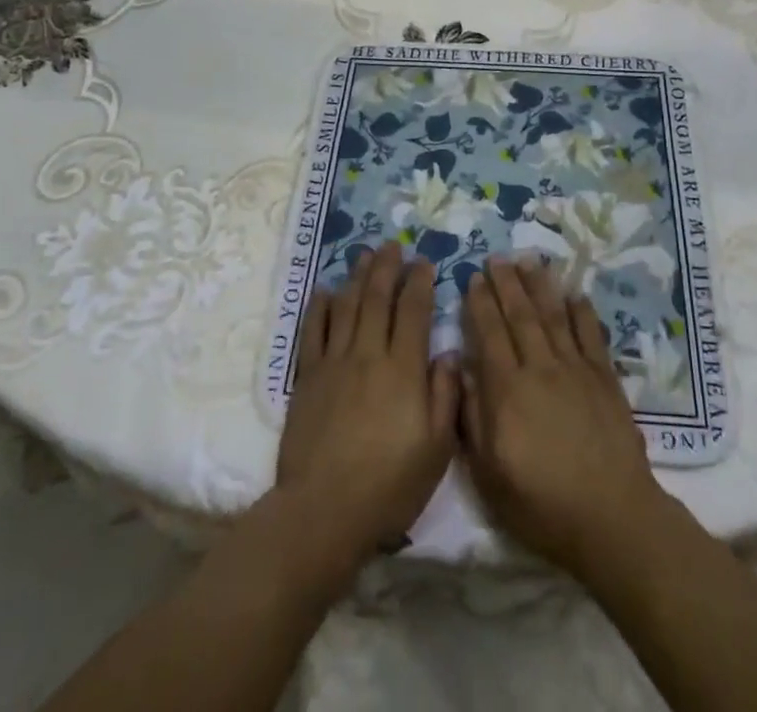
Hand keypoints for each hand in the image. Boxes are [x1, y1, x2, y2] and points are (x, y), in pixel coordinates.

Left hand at [274, 242, 459, 579]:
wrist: (324, 511)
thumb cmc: (389, 485)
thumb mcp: (436, 450)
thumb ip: (445, 396)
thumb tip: (448, 354)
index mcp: (404, 369)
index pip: (413, 312)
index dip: (419, 283)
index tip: (424, 262)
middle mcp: (369, 354)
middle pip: (378, 298)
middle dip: (387, 267)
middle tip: (393, 245)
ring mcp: (334, 363)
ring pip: (347, 306)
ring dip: (357, 276)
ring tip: (364, 254)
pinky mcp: (307, 377)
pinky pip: (313, 331)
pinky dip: (320, 307)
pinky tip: (326, 290)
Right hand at [459, 258, 669, 576]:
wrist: (611, 517)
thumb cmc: (542, 504)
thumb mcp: (489, 474)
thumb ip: (472, 418)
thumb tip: (460, 370)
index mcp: (508, 390)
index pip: (490, 334)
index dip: (480, 303)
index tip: (473, 277)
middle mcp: (540, 368)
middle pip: (520, 316)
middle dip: (506, 284)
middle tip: (497, 257)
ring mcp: (575, 369)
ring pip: (553, 316)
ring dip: (540, 286)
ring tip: (529, 260)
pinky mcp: (604, 377)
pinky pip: (591, 334)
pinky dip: (581, 311)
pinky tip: (574, 294)